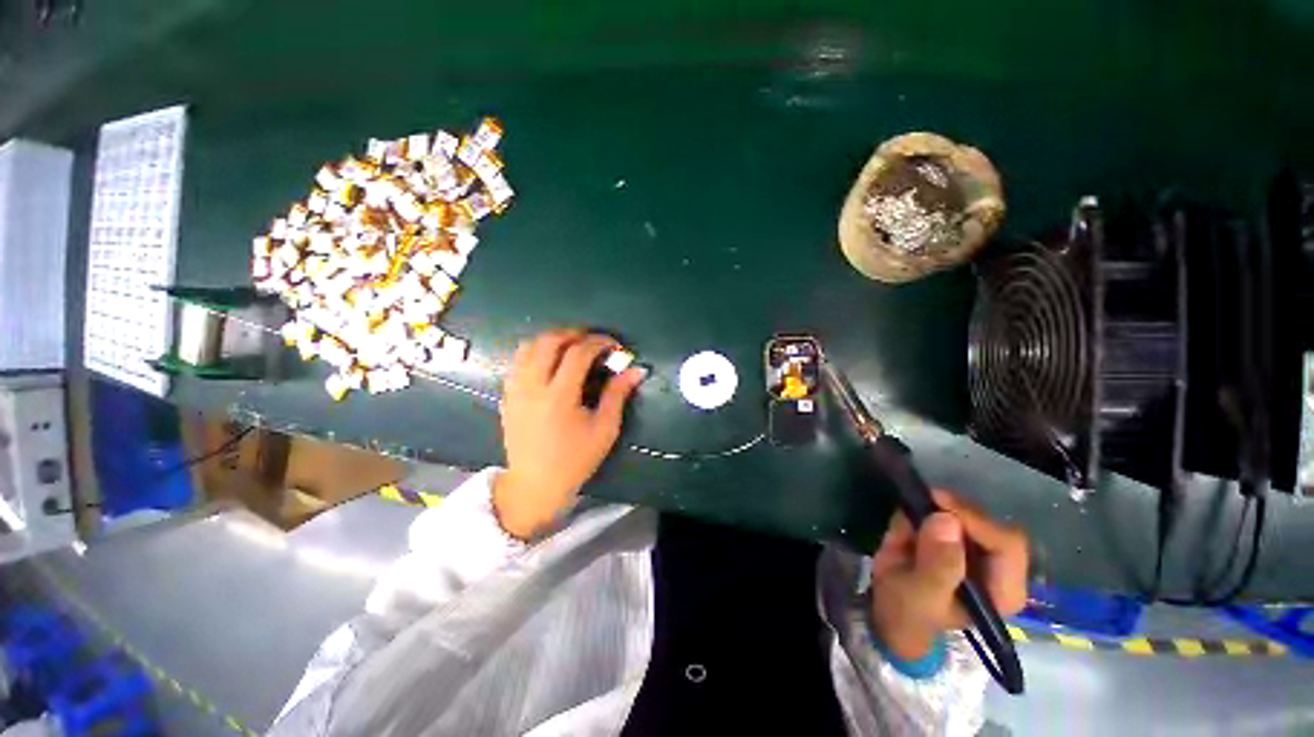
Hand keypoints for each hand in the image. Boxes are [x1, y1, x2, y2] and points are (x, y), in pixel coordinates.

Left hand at [493, 330, 645, 539]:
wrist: (535, 484)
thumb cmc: (575, 459)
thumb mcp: (604, 429)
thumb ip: (618, 394)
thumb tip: (637, 370)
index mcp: (559, 397)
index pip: (578, 353)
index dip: (598, 342)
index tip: (614, 345)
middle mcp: (532, 387)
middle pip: (548, 341)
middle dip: (574, 333)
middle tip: (592, 342)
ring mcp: (515, 390)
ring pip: (528, 346)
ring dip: (552, 339)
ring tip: (572, 348)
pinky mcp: (507, 395)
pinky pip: (518, 361)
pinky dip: (536, 352)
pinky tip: (551, 363)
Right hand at [868, 490, 1028, 660]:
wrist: (888, 610)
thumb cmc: (909, 612)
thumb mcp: (920, 594)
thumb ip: (937, 564)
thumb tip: (947, 521)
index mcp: (1003, 590)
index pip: (1007, 544)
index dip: (975, 521)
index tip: (938, 506)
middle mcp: (1000, 567)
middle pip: (989, 522)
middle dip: (951, 512)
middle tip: (920, 503)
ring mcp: (979, 548)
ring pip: (965, 511)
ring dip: (932, 511)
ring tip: (905, 530)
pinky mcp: (958, 535)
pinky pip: (946, 509)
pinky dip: (923, 510)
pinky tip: (907, 529)